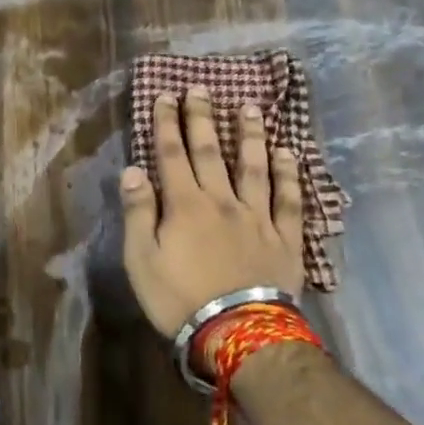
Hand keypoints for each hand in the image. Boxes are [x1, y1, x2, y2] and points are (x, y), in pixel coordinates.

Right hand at [120, 89, 303, 337]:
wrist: (239, 335)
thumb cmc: (180, 299)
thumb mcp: (141, 260)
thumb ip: (138, 212)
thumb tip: (133, 170)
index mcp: (185, 205)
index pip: (172, 154)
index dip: (167, 123)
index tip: (165, 95)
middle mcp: (222, 201)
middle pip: (210, 152)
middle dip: (202, 118)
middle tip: (202, 89)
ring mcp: (257, 217)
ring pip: (253, 167)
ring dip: (250, 135)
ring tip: (250, 108)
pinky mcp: (285, 238)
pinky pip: (289, 200)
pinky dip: (289, 174)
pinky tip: (289, 153)